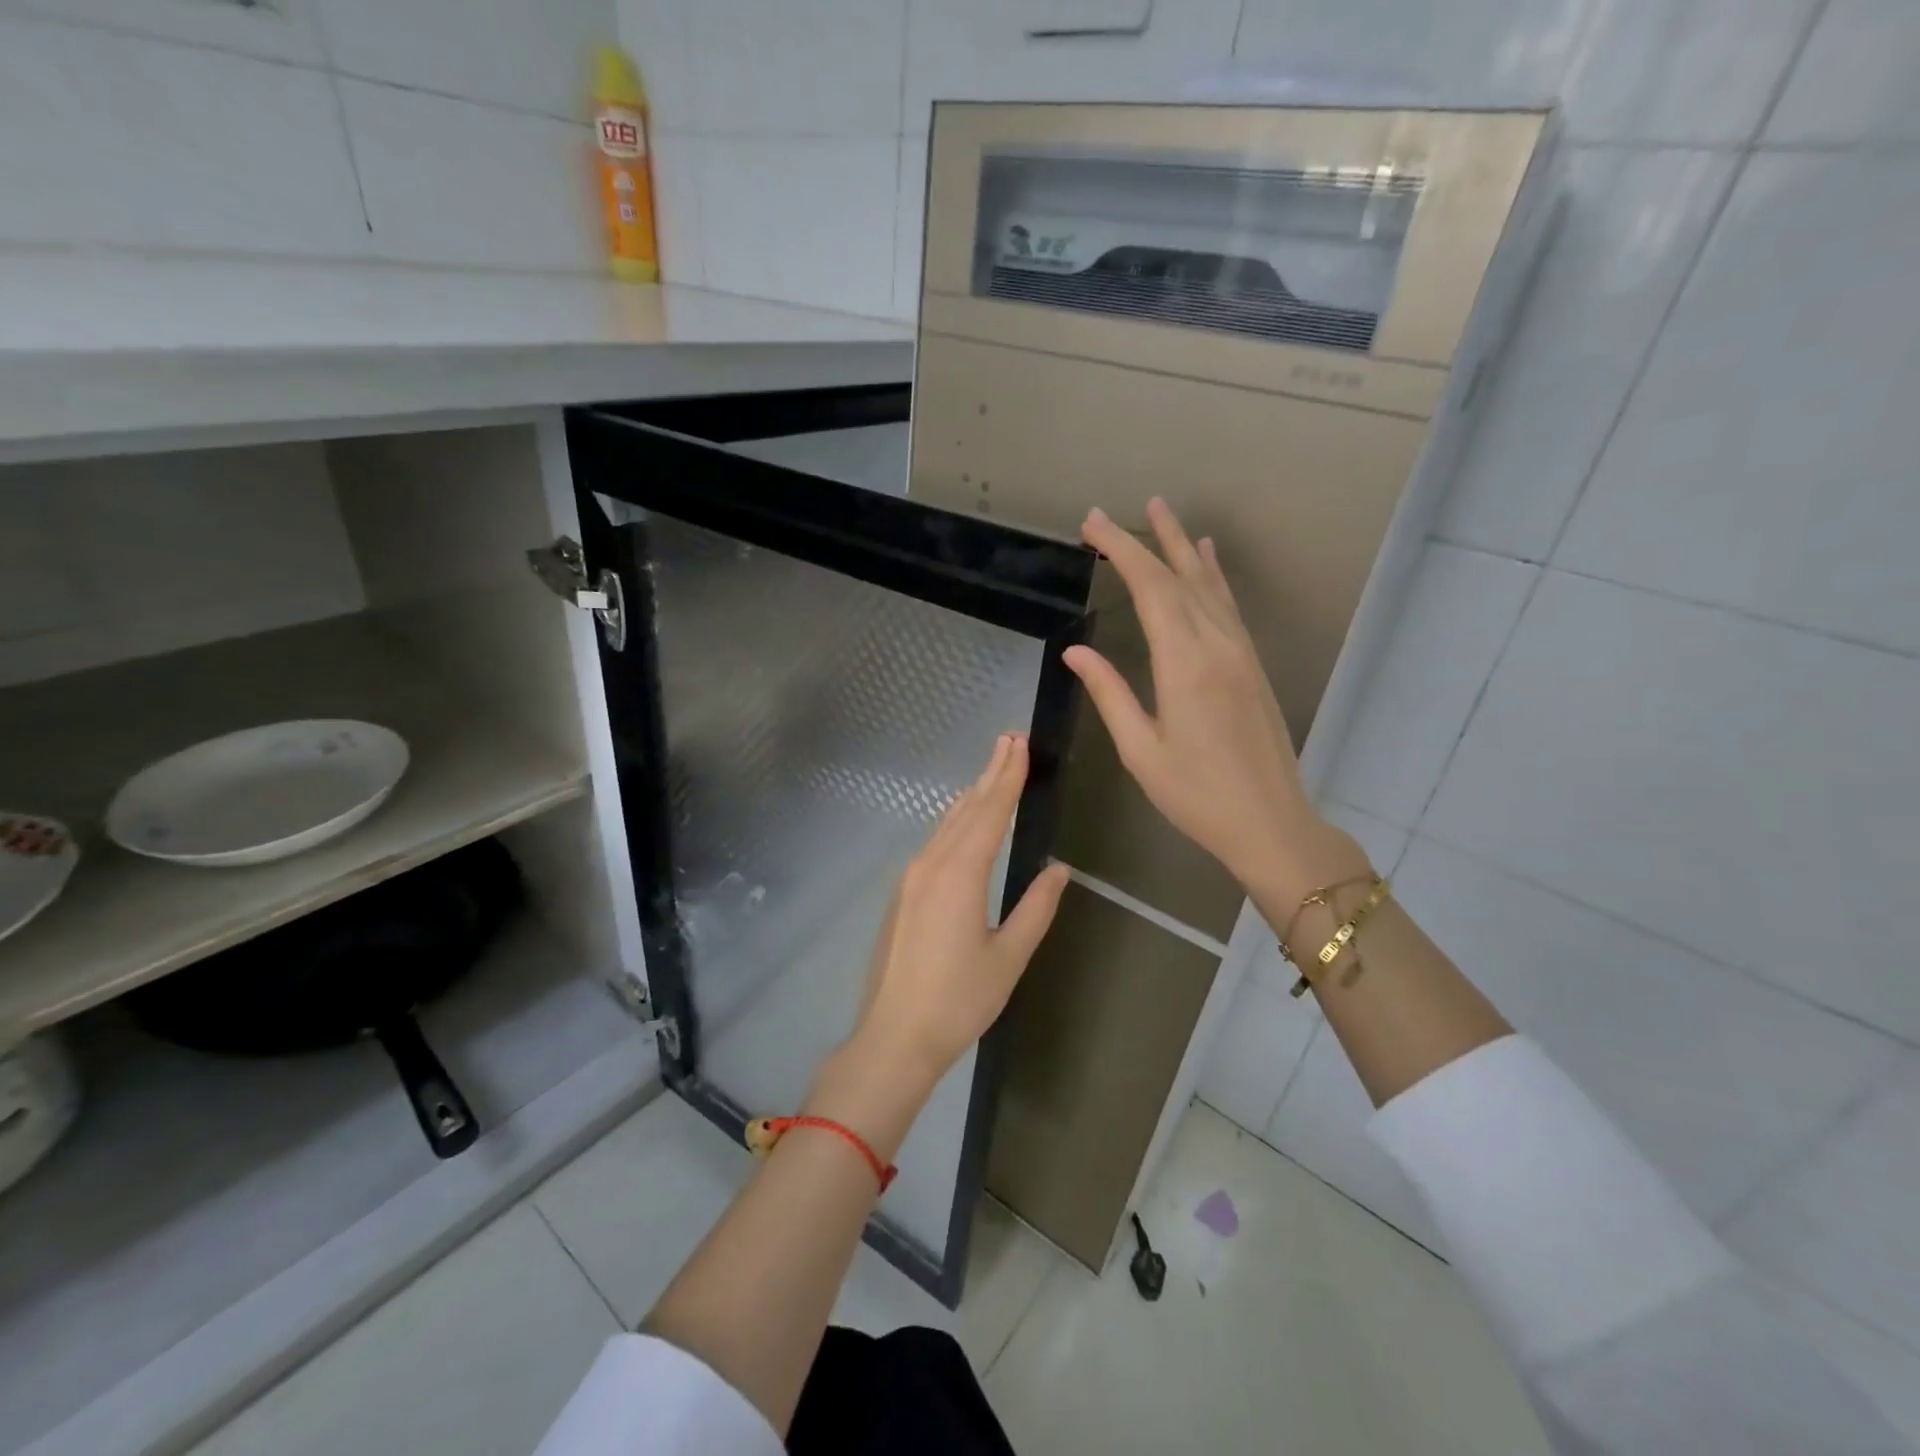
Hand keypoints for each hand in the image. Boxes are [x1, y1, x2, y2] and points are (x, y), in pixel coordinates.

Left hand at [850, 734, 1071, 1085]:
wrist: (894, 1037)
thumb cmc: (959, 1001)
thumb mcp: (1009, 957)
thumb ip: (1036, 908)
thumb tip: (1057, 869)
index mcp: (960, 875)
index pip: (990, 813)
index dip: (1008, 777)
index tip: (1019, 744)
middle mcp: (931, 865)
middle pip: (966, 809)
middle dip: (990, 774)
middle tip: (1009, 740)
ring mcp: (911, 878)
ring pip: (947, 824)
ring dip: (972, 796)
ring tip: (993, 770)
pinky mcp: (902, 894)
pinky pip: (934, 843)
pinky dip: (956, 822)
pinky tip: (964, 820)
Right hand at [1064, 499, 1367, 904]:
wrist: (1270, 821)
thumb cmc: (1196, 795)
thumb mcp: (1140, 750)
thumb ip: (1109, 693)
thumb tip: (1076, 650)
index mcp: (1184, 664)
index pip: (1150, 588)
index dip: (1120, 550)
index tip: (1092, 524)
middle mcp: (1216, 644)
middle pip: (1178, 576)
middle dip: (1144, 540)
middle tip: (1110, 513)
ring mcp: (1240, 651)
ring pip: (1208, 584)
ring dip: (1182, 546)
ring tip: (1162, 512)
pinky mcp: (1252, 663)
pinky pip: (1228, 605)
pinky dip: (1213, 575)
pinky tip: (1207, 558)